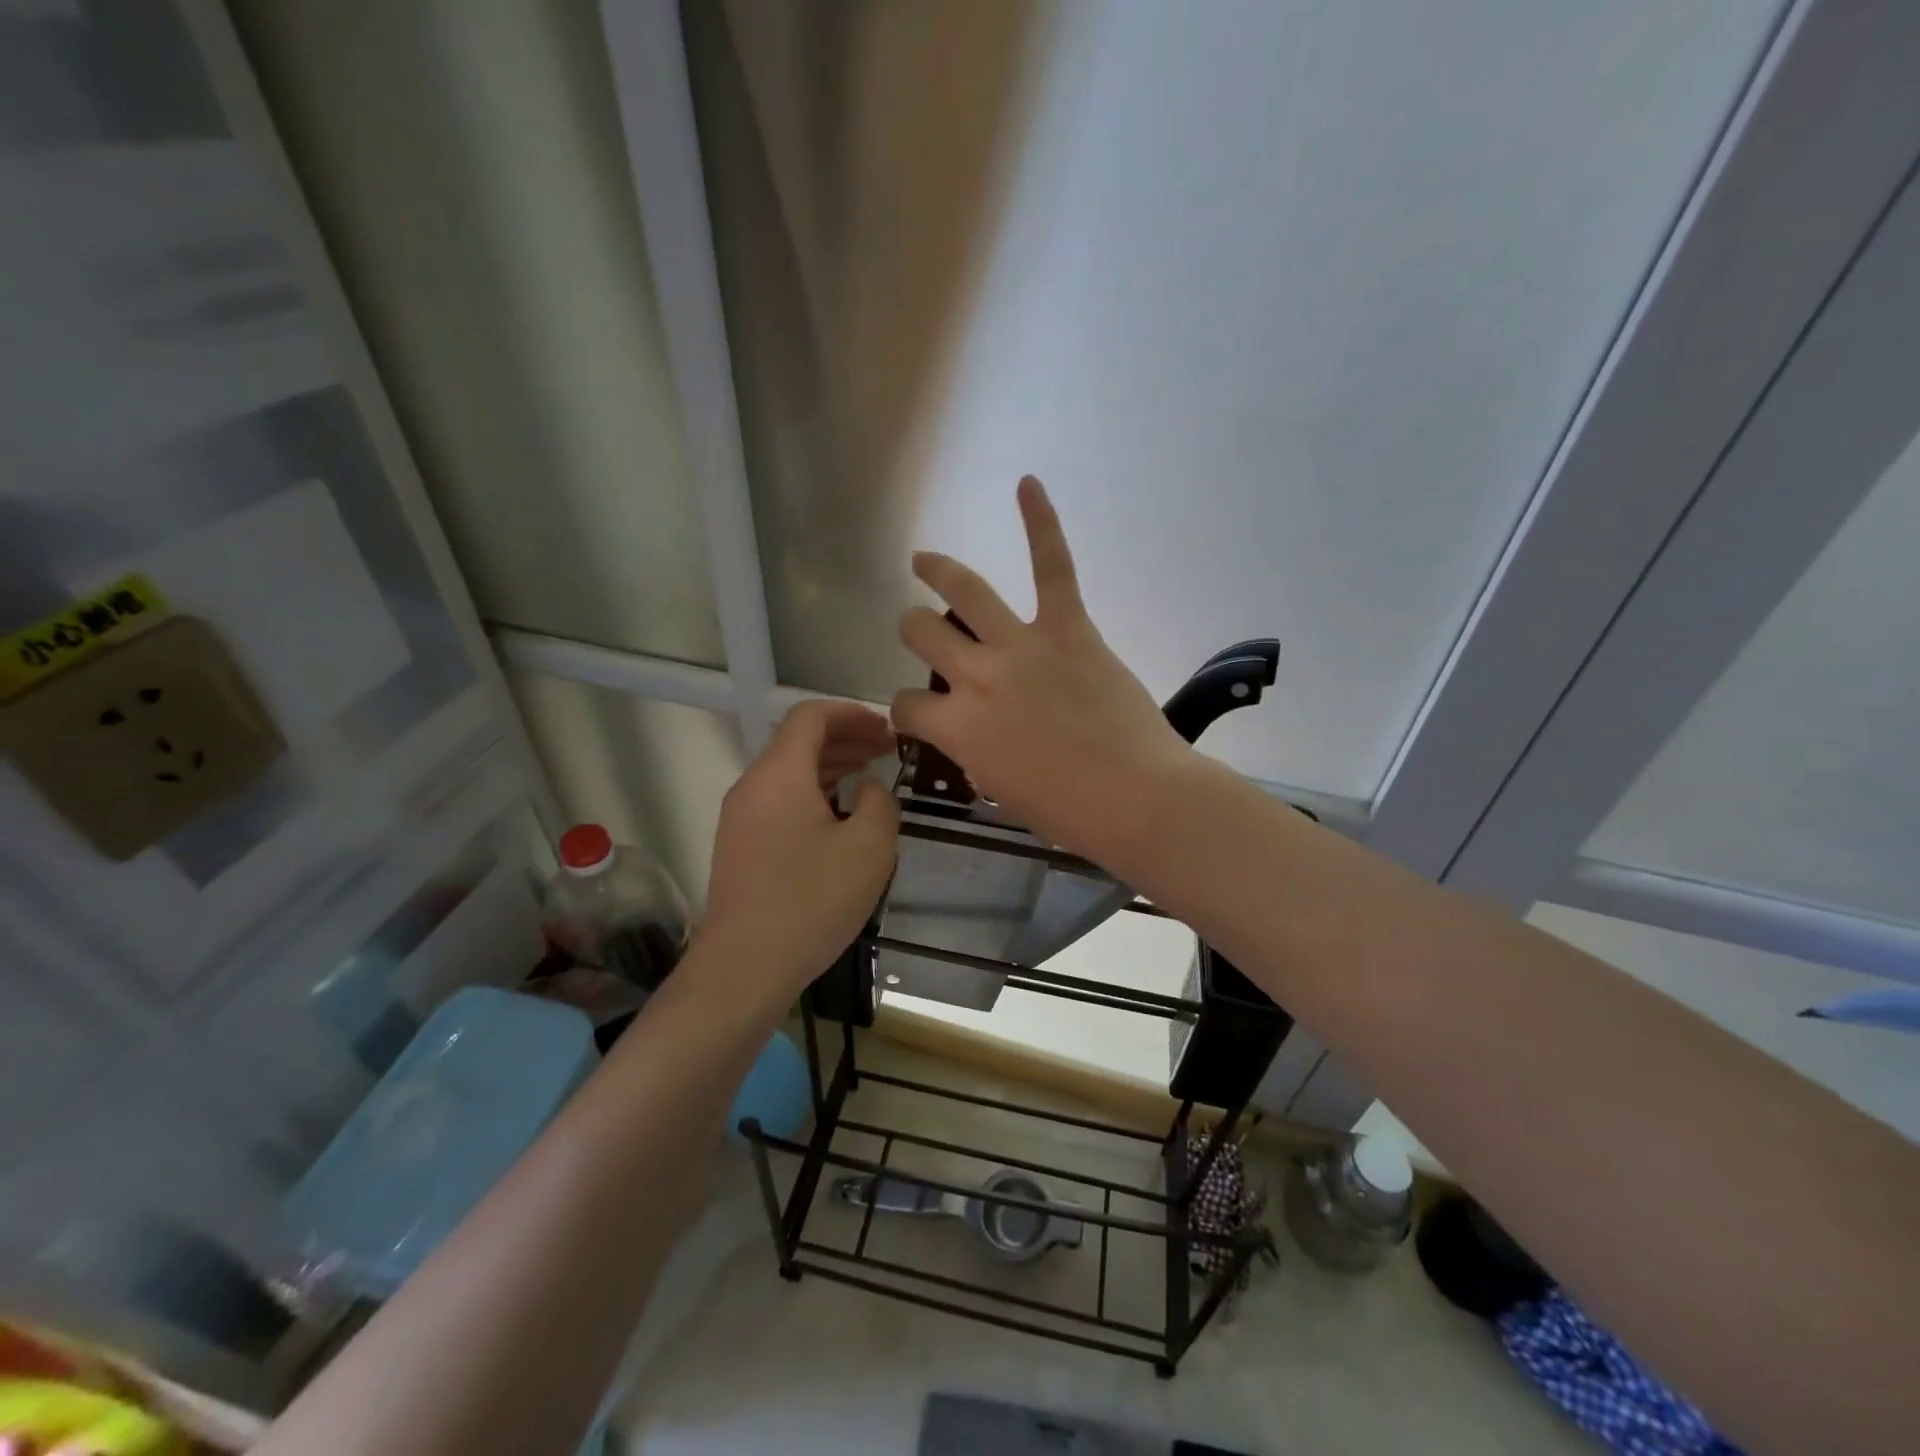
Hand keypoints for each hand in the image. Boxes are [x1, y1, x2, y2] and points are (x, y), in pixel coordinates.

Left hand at [697, 700, 899, 1005]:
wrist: (743, 968)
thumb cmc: (811, 901)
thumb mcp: (869, 848)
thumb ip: (879, 803)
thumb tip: (867, 789)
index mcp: (779, 774)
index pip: (811, 716)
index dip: (852, 714)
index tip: (887, 730)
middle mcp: (753, 786)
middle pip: (798, 742)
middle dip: (846, 739)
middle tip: (887, 751)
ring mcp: (741, 818)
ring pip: (789, 773)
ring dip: (831, 767)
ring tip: (870, 778)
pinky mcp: (740, 846)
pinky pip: (780, 801)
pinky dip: (814, 794)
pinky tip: (841, 817)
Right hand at [892, 476, 1193, 858]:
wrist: (1137, 797)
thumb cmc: (1068, 811)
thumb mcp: (1002, 790)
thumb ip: (977, 754)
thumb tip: (977, 737)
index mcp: (957, 727)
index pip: (907, 706)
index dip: (907, 711)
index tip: (920, 714)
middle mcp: (976, 677)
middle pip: (921, 632)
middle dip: (913, 630)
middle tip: (923, 631)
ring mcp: (1022, 646)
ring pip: (964, 590)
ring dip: (937, 571)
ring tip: (924, 560)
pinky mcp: (1069, 628)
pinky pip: (1052, 567)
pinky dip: (1041, 523)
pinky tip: (1028, 485)